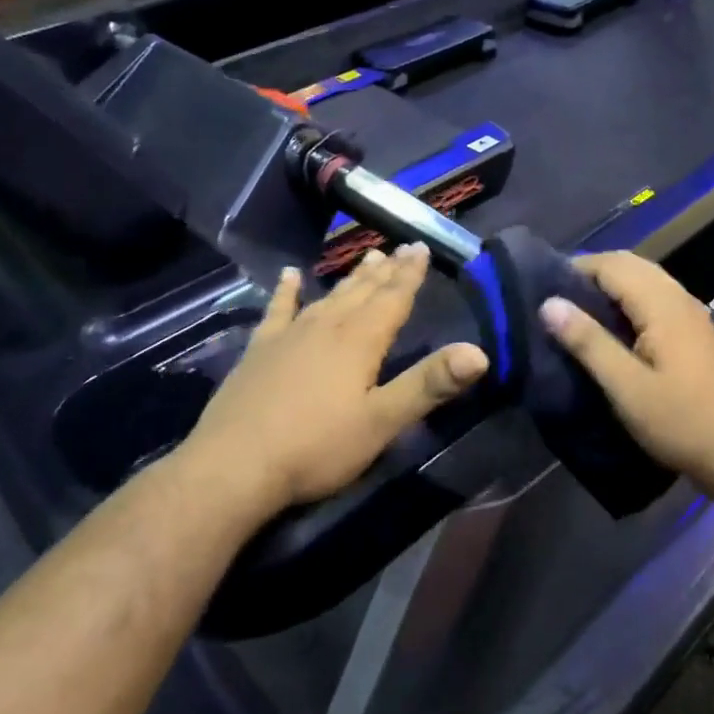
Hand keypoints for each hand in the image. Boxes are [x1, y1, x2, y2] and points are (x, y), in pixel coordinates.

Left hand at [178, 244, 488, 520]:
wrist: (234, 466)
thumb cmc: (317, 447)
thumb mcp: (382, 421)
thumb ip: (429, 385)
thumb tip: (479, 353)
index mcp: (359, 342)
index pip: (393, 299)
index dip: (410, 275)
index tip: (421, 247)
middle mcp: (326, 328)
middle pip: (362, 292)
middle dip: (386, 271)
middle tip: (401, 247)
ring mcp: (289, 336)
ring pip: (328, 298)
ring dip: (350, 279)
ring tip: (367, 258)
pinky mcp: (260, 352)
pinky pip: (277, 311)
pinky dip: (286, 292)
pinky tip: (290, 276)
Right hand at [540, 251, 713, 486]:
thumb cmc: (680, 421)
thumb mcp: (626, 387)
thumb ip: (588, 341)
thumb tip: (549, 303)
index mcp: (662, 305)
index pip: (613, 265)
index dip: (576, 269)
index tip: (542, 287)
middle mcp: (679, 298)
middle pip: (631, 264)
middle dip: (592, 273)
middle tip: (556, 298)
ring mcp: (691, 314)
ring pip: (645, 279)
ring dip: (611, 285)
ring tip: (578, 311)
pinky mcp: (695, 332)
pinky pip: (656, 297)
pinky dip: (629, 298)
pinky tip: (613, 327)